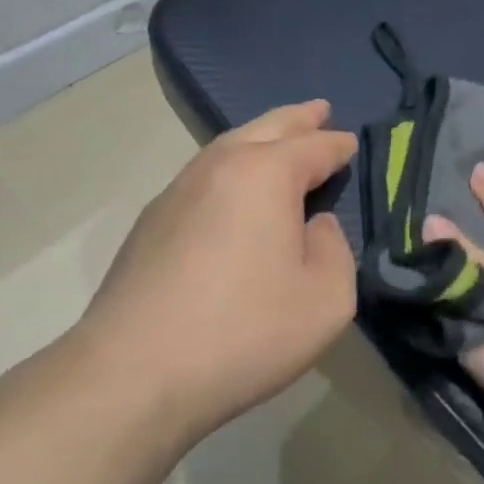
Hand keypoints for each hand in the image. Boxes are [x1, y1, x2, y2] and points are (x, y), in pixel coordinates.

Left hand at [74, 100, 358, 446]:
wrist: (131, 374)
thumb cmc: (242, 332)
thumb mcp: (325, 300)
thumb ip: (335, 251)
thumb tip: (314, 226)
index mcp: (266, 173)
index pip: (314, 147)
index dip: (337, 145)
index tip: (352, 145)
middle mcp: (221, 166)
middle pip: (268, 127)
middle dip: (299, 118)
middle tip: (320, 109)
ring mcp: (178, 190)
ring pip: (229, 145)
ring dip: (261, 136)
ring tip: (279, 138)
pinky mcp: (150, 221)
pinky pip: (203, 174)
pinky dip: (230, 166)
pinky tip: (233, 188)